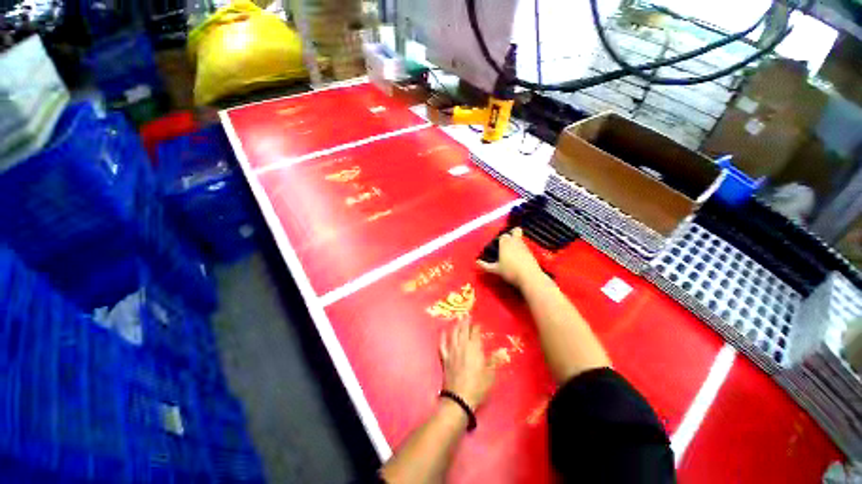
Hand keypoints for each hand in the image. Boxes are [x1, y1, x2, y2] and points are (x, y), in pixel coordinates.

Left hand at [439, 320, 495, 410]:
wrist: (459, 398)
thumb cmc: (477, 387)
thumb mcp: (490, 375)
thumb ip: (494, 361)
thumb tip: (502, 352)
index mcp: (474, 349)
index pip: (475, 333)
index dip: (476, 327)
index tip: (477, 323)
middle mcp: (462, 346)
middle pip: (463, 330)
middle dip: (465, 322)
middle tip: (466, 315)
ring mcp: (452, 351)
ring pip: (453, 334)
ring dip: (455, 325)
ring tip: (457, 319)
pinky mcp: (445, 358)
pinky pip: (442, 344)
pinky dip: (442, 337)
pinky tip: (443, 331)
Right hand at [476, 227, 542, 288]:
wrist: (529, 277)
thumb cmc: (511, 272)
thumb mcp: (495, 270)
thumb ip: (485, 265)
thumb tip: (477, 262)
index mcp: (505, 243)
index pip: (503, 236)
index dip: (500, 239)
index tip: (498, 244)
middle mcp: (515, 242)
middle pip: (515, 231)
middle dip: (511, 233)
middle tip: (507, 241)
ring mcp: (524, 246)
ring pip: (521, 238)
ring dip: (517, 241)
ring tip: (512, 250)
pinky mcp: (531, 252)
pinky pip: (525, 246)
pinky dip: (522, 249)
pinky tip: (519, 256)